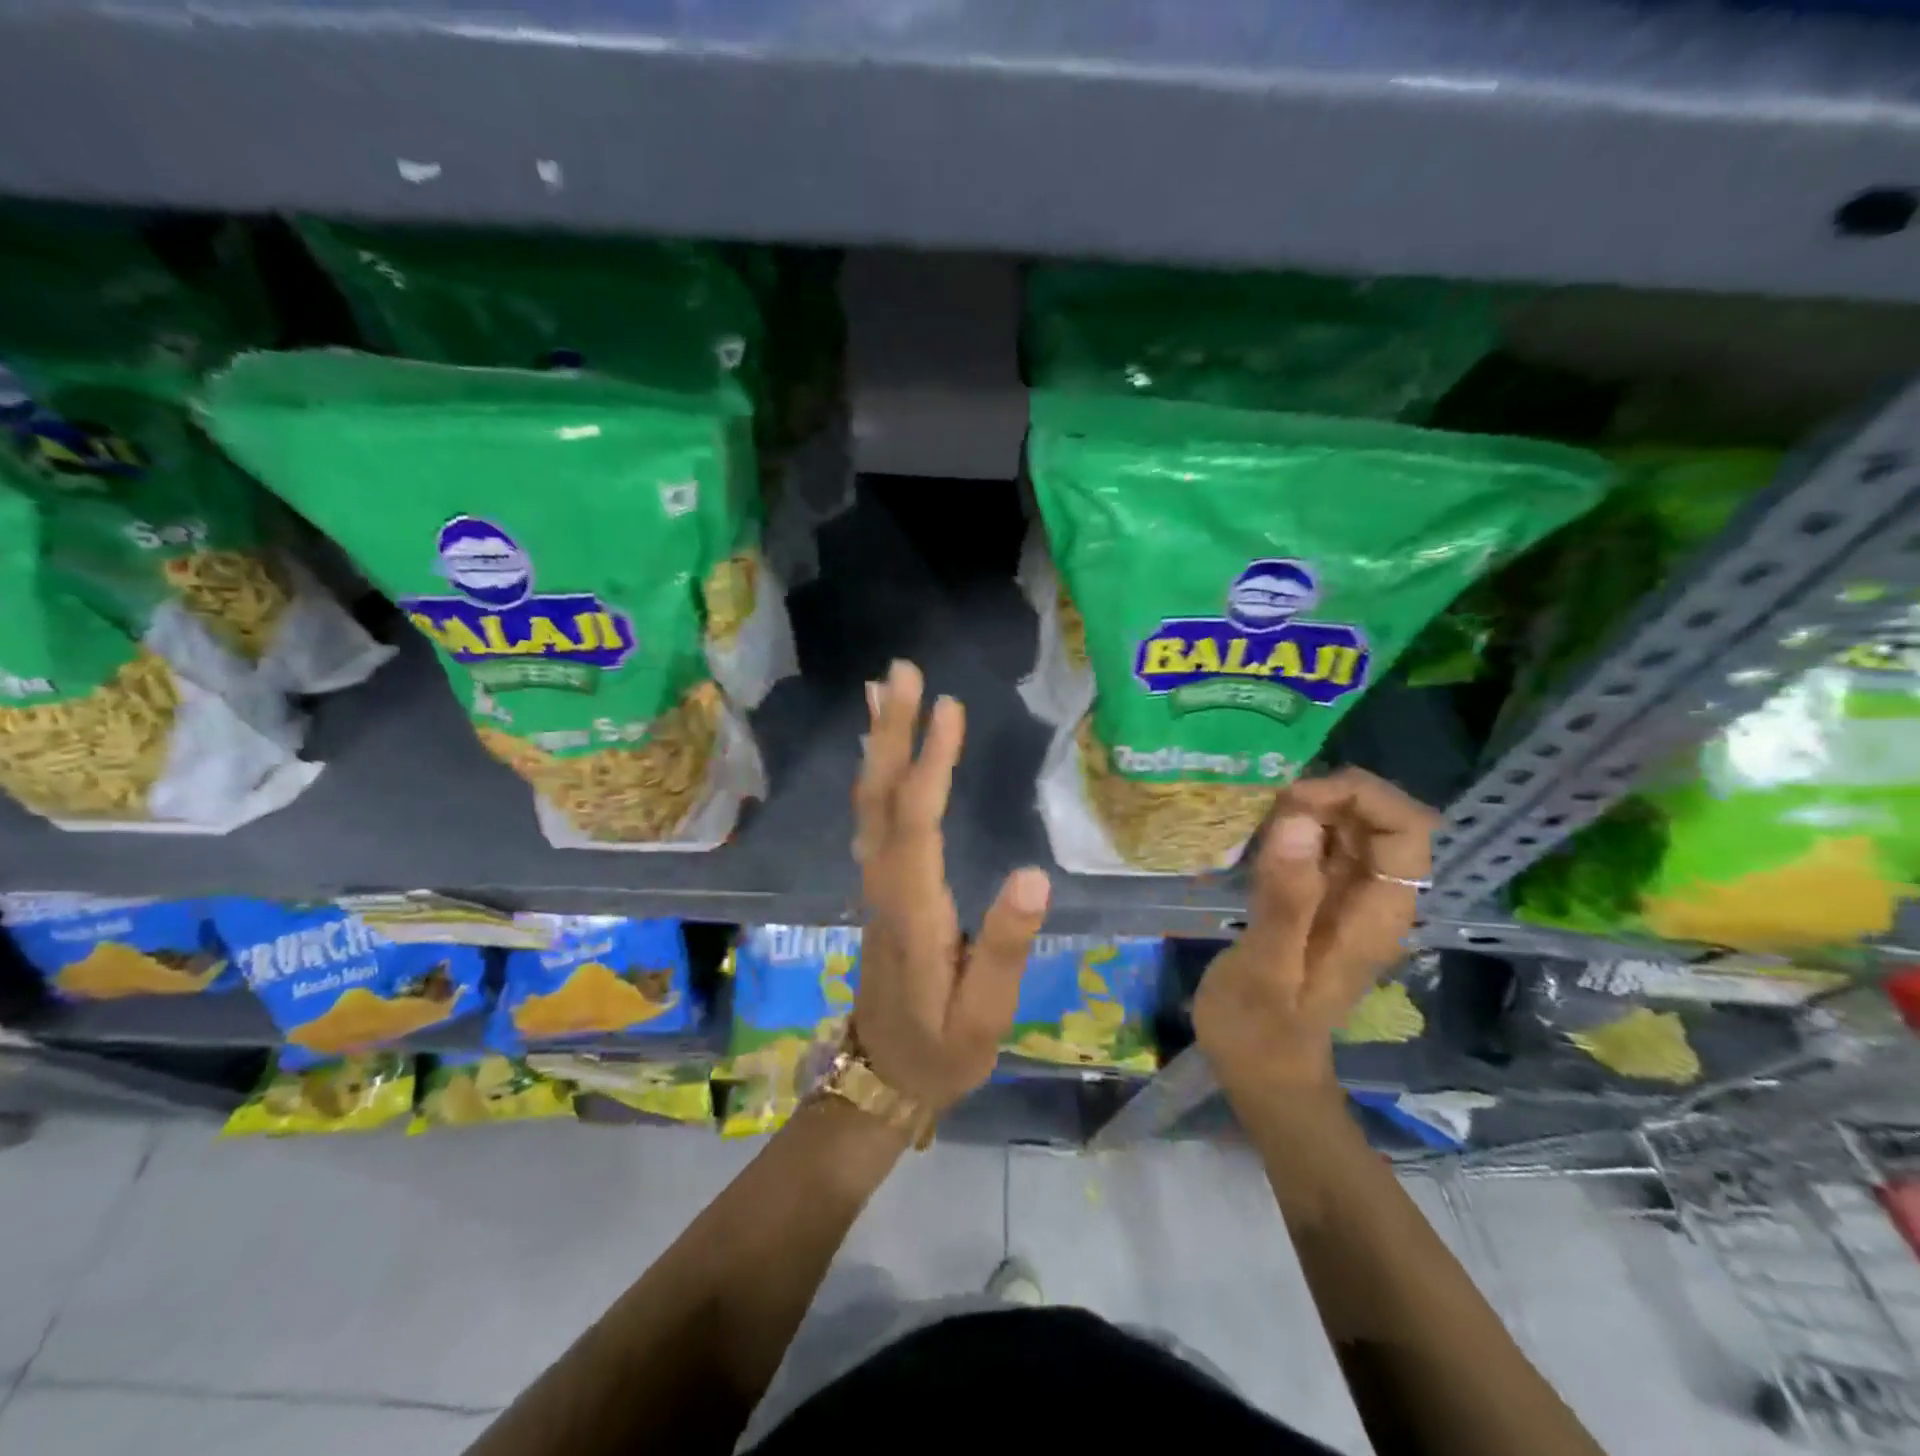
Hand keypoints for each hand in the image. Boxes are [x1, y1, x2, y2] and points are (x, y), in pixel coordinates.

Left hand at [852, 660, 1052, 1113]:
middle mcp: (885, 884)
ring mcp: (875, 883)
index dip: (931, 763)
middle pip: (882, 797)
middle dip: (892, 731)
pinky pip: (871, 816)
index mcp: (914, 908)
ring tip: (882, 690)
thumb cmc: (942, 1049)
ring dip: (878, 744)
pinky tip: (881, 751)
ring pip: (869, 802)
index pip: (919, 822)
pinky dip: (875, 773)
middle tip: (901, 670)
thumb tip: (1034, 872)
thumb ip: (1007, 944)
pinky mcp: (878, 886)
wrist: (883, 1077)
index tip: (949, 708)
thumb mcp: (985, 1013)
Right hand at [1193, 768, 1437, 1097]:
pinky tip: (1259, 837)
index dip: (1362, 797)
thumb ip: (1284, 898)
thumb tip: (1296, 820)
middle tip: (1268, 808)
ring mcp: (1347, 899)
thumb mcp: (1266, 968)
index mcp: (1377, 914)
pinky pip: (1320, 846)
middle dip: (1331, 797)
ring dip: (1311, 809)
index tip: (1296, 799)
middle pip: (1381, 820)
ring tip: (1258, 820)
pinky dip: (1295, 828)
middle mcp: (1373, 898)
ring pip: (1351, 828)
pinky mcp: (1320, 900)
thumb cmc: (1261, 1030)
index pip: (1408, 829)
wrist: (1263, 1072)